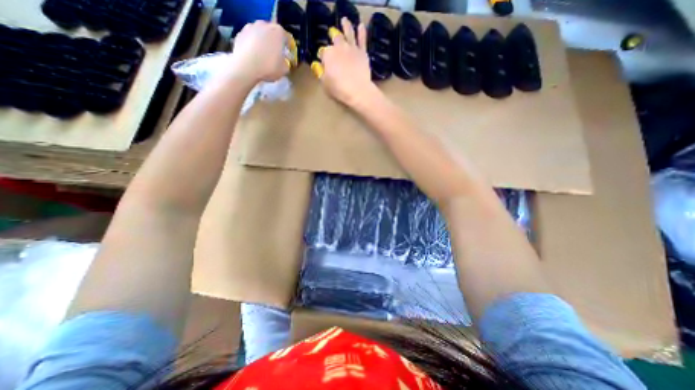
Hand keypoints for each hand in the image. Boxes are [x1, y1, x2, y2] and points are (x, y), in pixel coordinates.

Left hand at [230, 21, 291, 83]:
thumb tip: (284, 62)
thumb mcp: (284, 70)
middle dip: (275, 42)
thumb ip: (286, 63)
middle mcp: (264, 25)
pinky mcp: (240, 33)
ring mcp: (250, 27)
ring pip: (260, 34)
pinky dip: (253, 44)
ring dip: (263, 42)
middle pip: (272, 32)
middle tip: (276, 53)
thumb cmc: (269, 67)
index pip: (287, 37)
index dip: (289, 46)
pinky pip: (251, 39)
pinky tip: (254, 56)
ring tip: (264, 54)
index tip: (289, 54)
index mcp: (278, 32)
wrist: (246, 67)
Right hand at [316, 17, 379, 105]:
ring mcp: (351, 48)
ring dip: (346, 26)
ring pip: (348, 33)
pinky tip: (360, 26)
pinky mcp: (362, 52)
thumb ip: (321, 73)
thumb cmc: (339, 89)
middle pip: (335, 39)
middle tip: (332, 34)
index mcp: (328, 54)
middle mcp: (339, 47)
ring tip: (344, 21)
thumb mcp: (325, 84)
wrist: (358, 91)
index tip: (323, 62)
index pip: (322, 52)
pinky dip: (361, 32)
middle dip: (333, 36)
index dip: (322, 57)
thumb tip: (318, 66)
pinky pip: (362, 40)